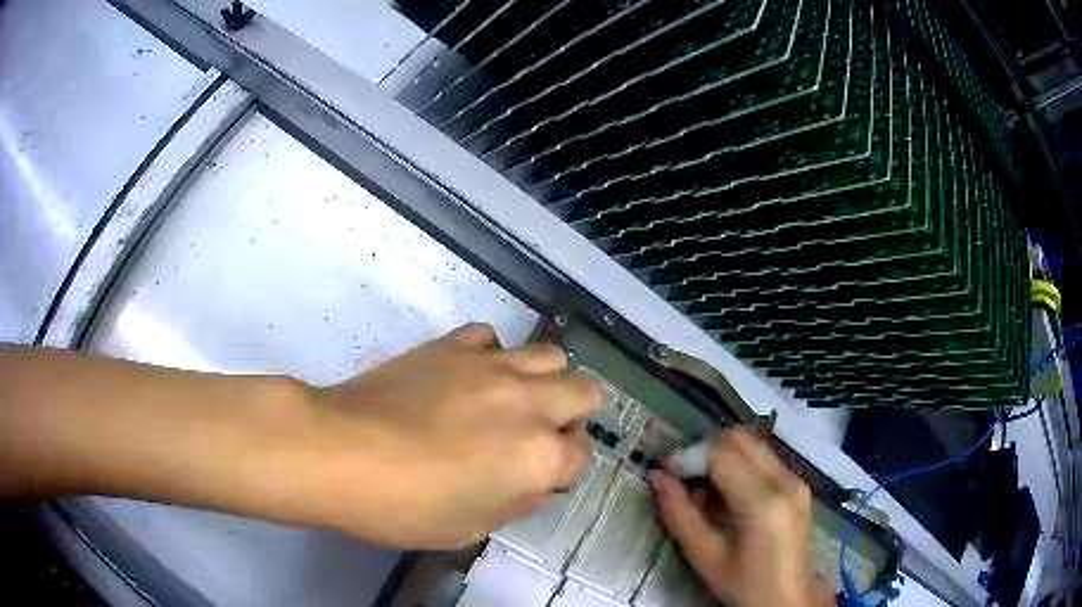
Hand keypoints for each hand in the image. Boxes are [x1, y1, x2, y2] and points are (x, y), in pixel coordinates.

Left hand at [294, 324, 601, 548]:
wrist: (339, 452)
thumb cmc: (403, 507)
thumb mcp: (469, 529)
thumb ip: (516, 504)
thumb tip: (537, 486)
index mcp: (538, 457)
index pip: (581, 454)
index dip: (564, 469)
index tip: (540, 478)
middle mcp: (529, 404)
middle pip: (583, 392)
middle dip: (574, 415)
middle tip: (542, 434)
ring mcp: (492, 367)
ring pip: (550, 356)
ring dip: (546, 380)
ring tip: (517, 400)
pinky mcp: (453, 346)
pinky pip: (492, 338)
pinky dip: (494, 355)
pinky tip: (472, 376)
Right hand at [648, 429, 834, 606]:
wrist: (787, 599)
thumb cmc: (743, 584)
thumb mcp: (704, 556)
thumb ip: (679, 514)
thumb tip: (656, 477)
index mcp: (763, 502)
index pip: (721, 454)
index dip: (689, 456)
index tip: (665, 472)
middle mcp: (785, 480)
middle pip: (739, 439)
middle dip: (705, 451)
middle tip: (685, 480)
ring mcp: (796, 480)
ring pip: (752, 445)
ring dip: (722, 457)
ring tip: (705, 492)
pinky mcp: (799, 484)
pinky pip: (764, 459)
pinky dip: (739, 466)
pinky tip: (728, 496)